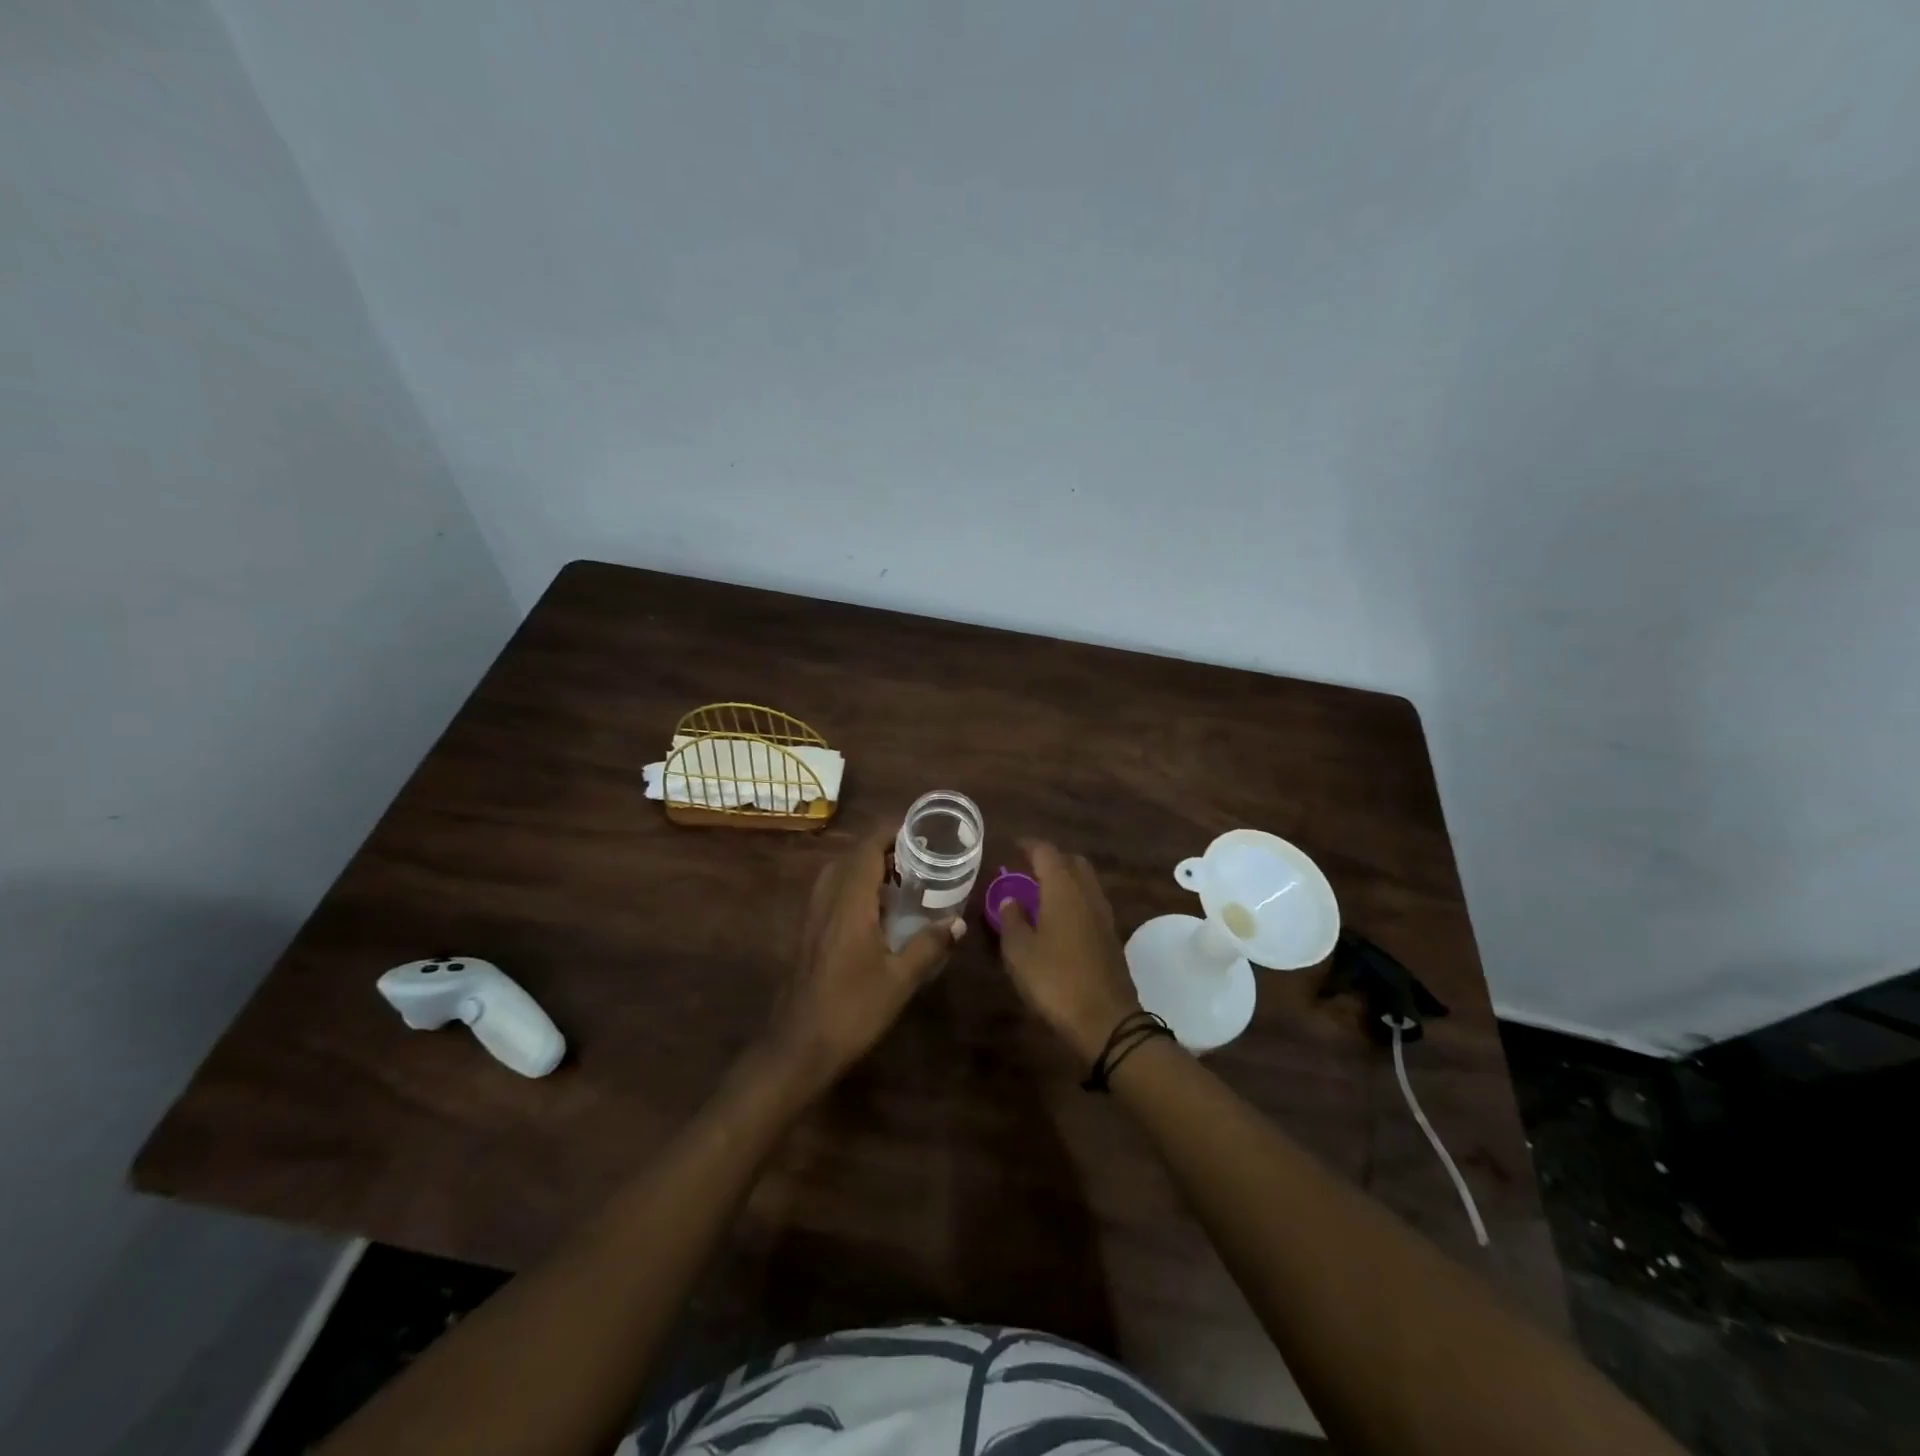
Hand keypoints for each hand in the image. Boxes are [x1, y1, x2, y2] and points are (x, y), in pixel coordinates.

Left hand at [763, 829, 962, 1091]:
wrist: (798, 1046)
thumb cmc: (852, 1009)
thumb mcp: (900, 979)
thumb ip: (929, 945)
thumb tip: (958, 921)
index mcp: (850, 902)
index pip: (867, 849)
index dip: (890, 832)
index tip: (918, 828)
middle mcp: (828, 900)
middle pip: (851, 857)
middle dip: (882, 848)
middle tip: (916, 856)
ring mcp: (814, 917)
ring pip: (838, 875)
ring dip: (866, 868)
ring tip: (900, 879)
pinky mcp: (809, 934)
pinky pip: (832, 894)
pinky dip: (854, 888)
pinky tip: (876, 912)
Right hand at [996, 841, 1142, 1062]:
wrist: (1106, 1021)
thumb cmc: (1055, 980)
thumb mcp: (1019, 952)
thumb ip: (1012, 920)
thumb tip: (1010, 899)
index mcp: (1063, 889)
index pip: (1047, 852)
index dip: (1029, 845)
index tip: (1013, 845)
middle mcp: (1087, 894)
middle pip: (1072, 861)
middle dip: (1051, 858)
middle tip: (1027, 867)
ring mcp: (1103, 915)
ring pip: (1085, 881)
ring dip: (1065, 878)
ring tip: (1040, 891)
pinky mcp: (1111, 935)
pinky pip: (1090, 902)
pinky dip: (1074, 898)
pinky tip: (1058, 918)